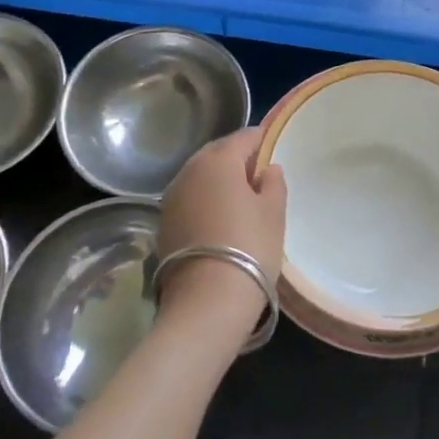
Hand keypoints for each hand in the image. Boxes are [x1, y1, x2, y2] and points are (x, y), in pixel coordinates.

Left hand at [158, 127, 286, 341]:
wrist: (206, 301)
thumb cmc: (250, 246)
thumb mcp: (274, 212)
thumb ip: (273, 183)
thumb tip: (267, 169)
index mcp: (218, 160)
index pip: (244, 137)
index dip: (261, 142)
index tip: (274, 152)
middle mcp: (189, 171)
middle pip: (217, 154)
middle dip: (237, 160)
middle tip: (259, 178)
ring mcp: (171, 198)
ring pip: (200, 177)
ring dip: (218, 182)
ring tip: (240, 201)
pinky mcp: (163, 224)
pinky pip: (190, 200)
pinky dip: (204, 202)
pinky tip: (219, 220)